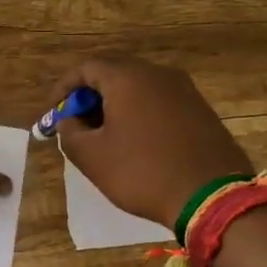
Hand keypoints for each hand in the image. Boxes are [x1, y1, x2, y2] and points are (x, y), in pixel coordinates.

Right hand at [51, 56, 251, 228]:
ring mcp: (184, 90)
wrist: (213, 197)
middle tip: (77, 123)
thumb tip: (69, 120)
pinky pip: (160, 102)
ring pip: (139, 88)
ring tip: (105, 135)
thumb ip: (69, 132)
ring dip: (116, 106)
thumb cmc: (143, 172)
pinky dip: (141, 114)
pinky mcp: (201, 109)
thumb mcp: (92, 157)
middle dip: (90, 96)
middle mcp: (157, 73)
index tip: (54, 111)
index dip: (64, 88)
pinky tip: (137, 141)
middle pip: (114, 74)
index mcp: (127, 77)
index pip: (86, 68)